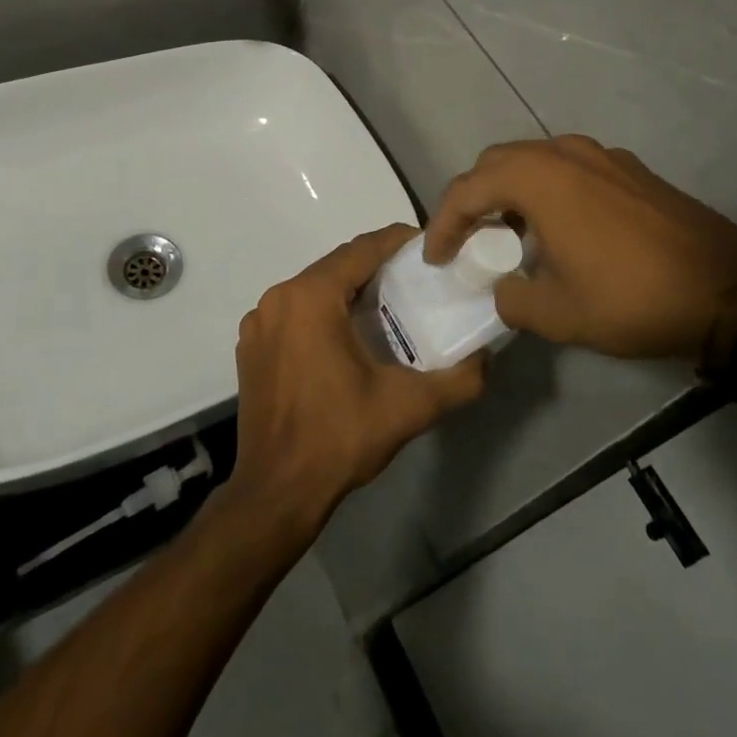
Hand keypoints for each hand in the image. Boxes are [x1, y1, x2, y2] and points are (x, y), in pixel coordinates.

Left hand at [224, 224, 486, 539]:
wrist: (276, 494)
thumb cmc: (339, 439)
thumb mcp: (408, 407)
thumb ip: (458, 379)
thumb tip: (487, 358)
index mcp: (311, 297)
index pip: (362, 249)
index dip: (397, 242)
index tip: (428, 248)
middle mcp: (278, 298)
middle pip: (336, 266)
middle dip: (376, 266)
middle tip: (415, 279)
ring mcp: (258, 322)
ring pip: (313, 288)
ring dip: (348, 289)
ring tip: (387, 304)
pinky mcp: (250, 346)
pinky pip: (294, 311)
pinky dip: (321, 311)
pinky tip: (346, 336)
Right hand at [424, 135, 736, 375]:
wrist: (729, 291)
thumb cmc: (631, 298)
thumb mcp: (557, 314)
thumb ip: (512, 298)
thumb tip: (504, 288)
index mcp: (539, 178)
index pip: (469, 189)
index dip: (443, 223)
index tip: (435, 258)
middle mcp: (565, 152)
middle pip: (498, 163)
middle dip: (473, 199)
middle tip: (466, 239)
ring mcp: (602, 156)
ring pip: (535, 161)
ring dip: (511, 192)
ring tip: (509, 234)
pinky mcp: (630, 170)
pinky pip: (570, 169)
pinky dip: (547, 191)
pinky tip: (560, 229)